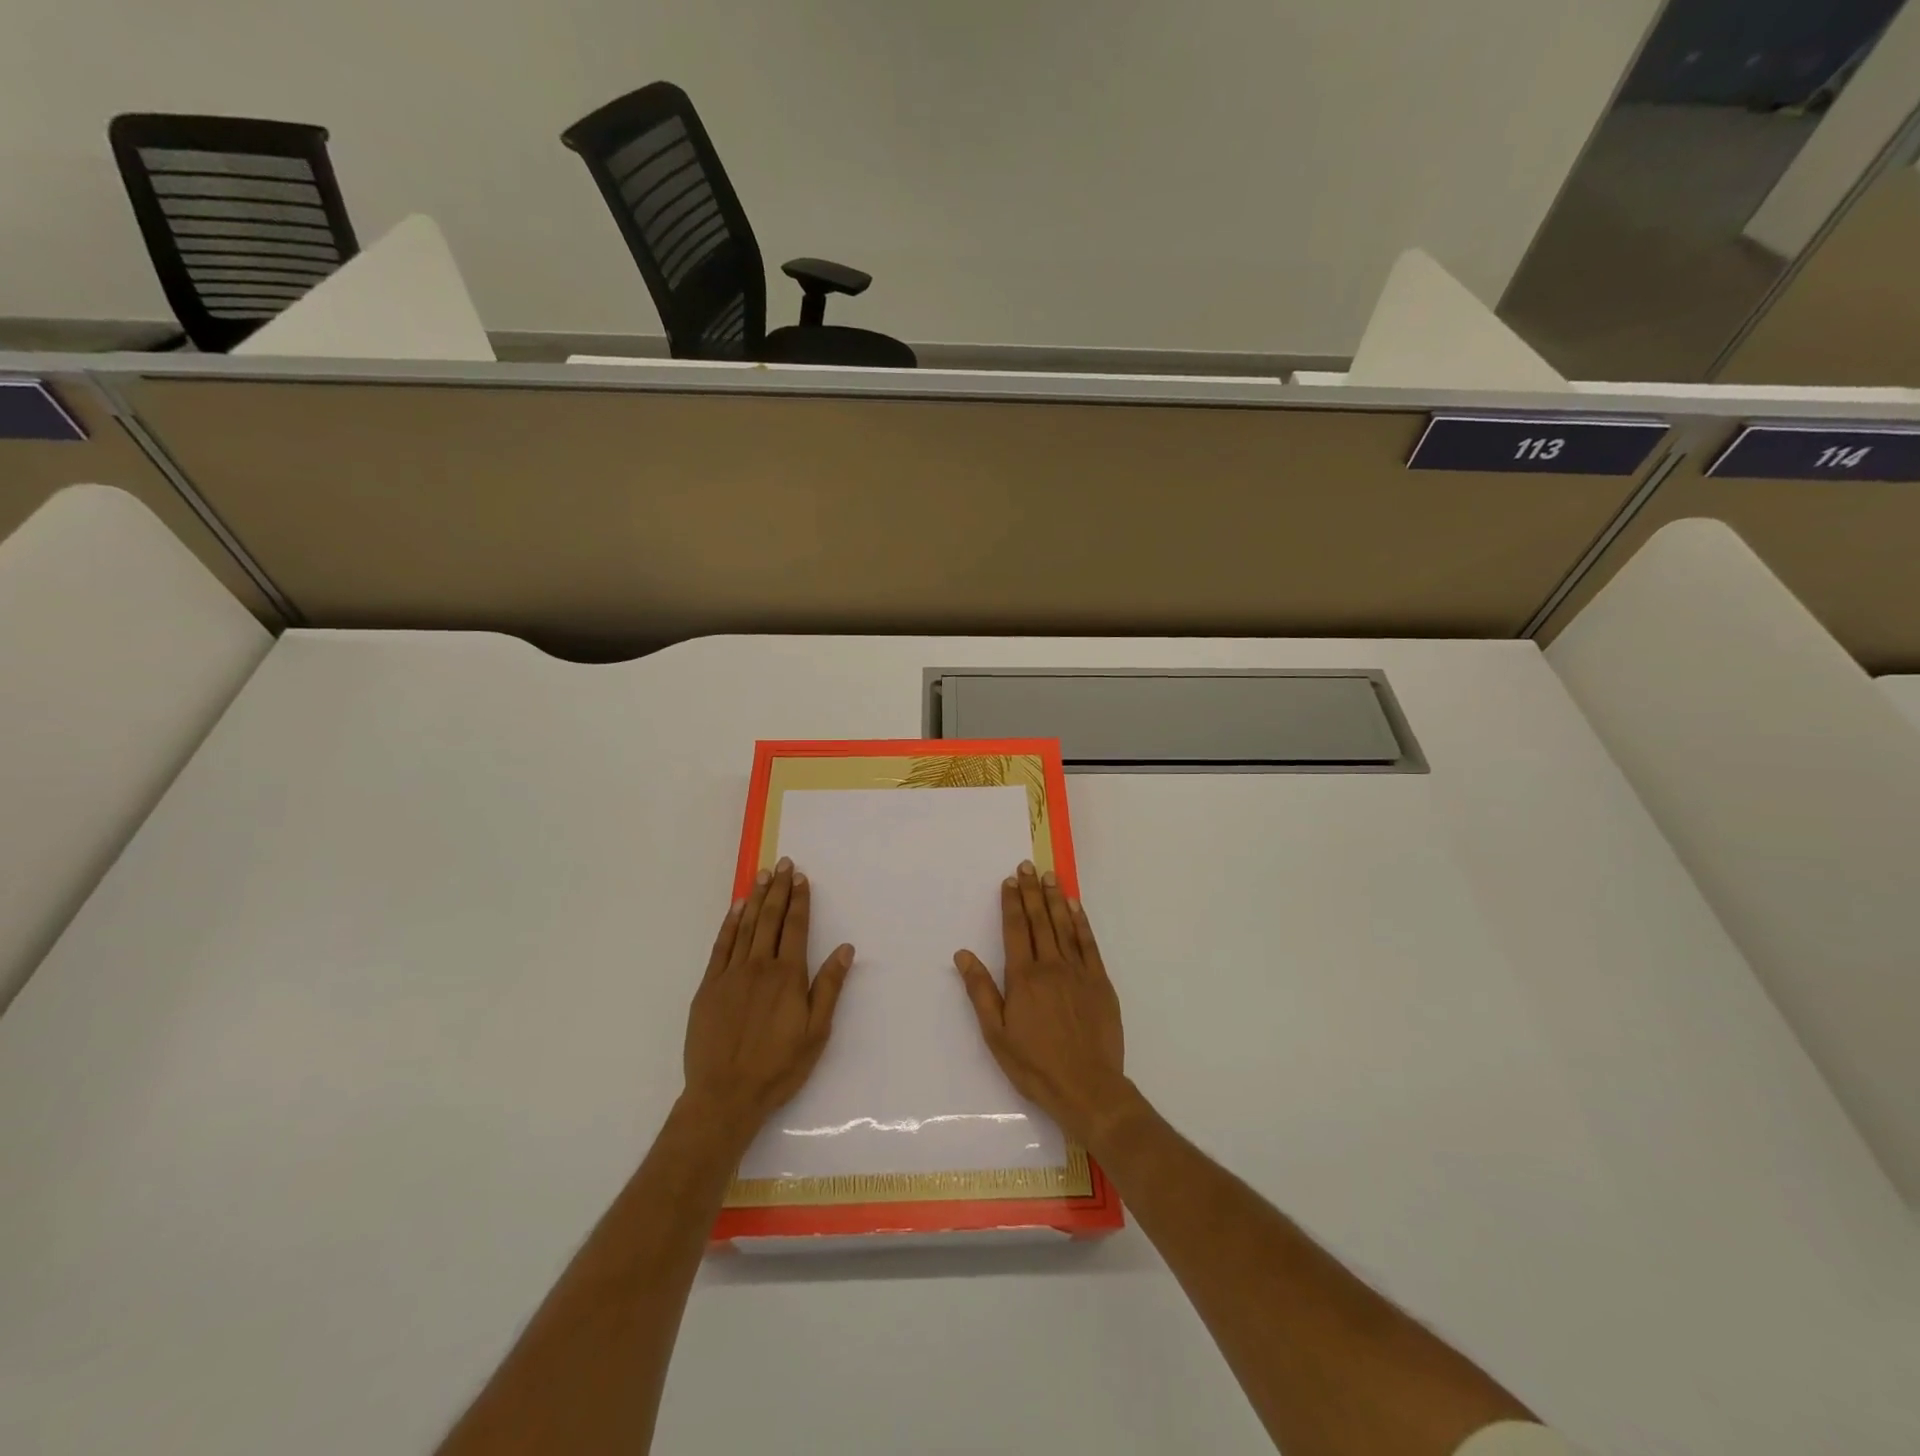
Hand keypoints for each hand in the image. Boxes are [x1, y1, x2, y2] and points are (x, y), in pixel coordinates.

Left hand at [682, 858, 854, 1145]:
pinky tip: (736, 909)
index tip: (801, 878)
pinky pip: (721, 946)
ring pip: (745, 926)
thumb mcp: (816, 1032)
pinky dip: (729, 924)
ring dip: (755, 898)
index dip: (799, 900)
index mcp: (788, 976)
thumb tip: (845, 948)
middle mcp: (759, 966)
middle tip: (782, 864)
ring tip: (762, 875)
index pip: (795, 927)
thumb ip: (829, 987)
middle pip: (770, 919)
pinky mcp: (709, 987)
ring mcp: (730, 974)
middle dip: (778, 889)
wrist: (725, 1095)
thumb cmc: (778, 1067)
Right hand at [954, 861, 1132, 1146]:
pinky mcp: (1100, 982)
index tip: (1009, 881)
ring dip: (1055, 899)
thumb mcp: (996, 1034)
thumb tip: (963, 954)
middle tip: (1027, 866)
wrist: (1087, 1087)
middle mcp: (1051, 966)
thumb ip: (980, 991)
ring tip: (1049, 876)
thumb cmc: (1035, 1065)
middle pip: (1040, 920)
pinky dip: (1081, 922)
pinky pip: (1089, 944)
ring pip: (1064, 926)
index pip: (1016, 930)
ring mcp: (1079, 972)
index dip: (1012, 903)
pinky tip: (1075, 907)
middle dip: (1031, 891)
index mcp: (1023, 978)